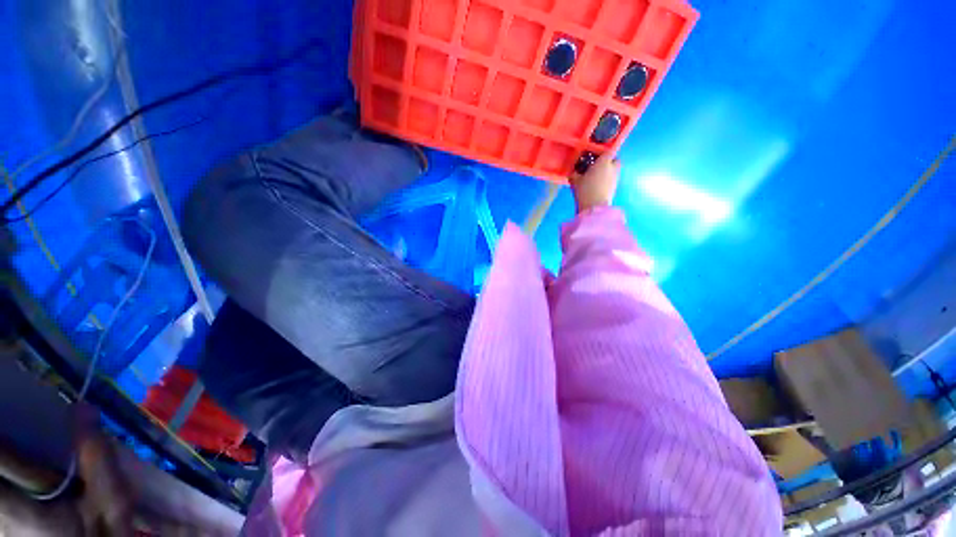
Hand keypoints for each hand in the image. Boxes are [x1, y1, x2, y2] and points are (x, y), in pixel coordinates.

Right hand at [570, 153, 620, 213]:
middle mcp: (613, 167)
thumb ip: (575, 174)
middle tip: (596, 166)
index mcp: (604, 162)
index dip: (602, 152)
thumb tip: (573, 173)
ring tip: (595, 177)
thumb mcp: (575, 181)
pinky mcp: (614, 188)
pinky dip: (606, 181)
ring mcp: (615, 178)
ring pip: (613, 170)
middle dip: (607, 161)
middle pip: (614, 160)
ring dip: (607, 172)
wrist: (594, 207)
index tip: (594, 156)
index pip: (608, 151)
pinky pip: (611, 180)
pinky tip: (597, 186)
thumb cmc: (585, 190)